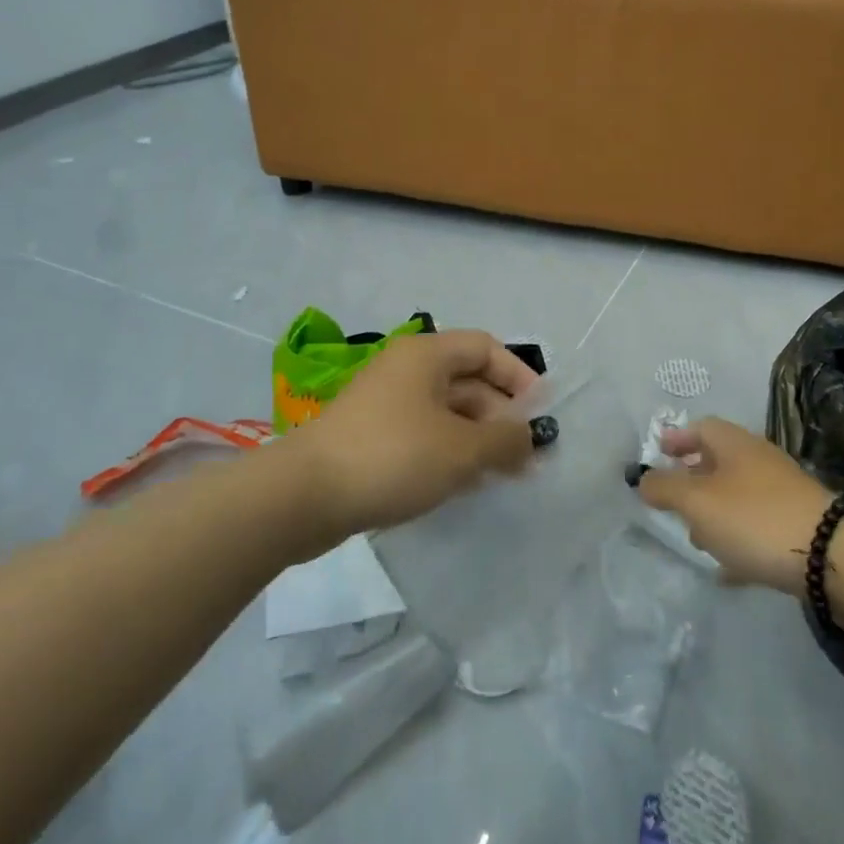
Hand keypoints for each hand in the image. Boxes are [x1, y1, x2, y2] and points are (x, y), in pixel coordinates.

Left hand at [292, 329, 537, 535]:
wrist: (303, 495)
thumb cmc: (392, 456)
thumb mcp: (461, 449)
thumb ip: (505, 440)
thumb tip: (529, 438)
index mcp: (426, 354)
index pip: (486, 348)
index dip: (519, 376)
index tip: (540, 414)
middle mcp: (406, 369)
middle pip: (468, 381)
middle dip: (500, 416)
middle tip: (526, 459)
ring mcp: (386, 403)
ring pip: (446, 411)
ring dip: (477, 438)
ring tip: (502, 476)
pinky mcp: (371, 436)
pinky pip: (423, 434)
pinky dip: (448, 452)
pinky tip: (463, 485)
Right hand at [637, 418, 835, 594]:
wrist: (830, 556)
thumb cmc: (753, 518)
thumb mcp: (696, 502)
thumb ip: (664, 488)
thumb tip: (643, 479)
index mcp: (735, 444)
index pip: (701, 427)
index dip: (677, 438)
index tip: (658, 453)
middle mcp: (759, 461)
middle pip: (720, 461)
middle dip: (693, 479)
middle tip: (672, 501)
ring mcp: (782, 493)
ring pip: (738, 496)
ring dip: (714, 512)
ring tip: (697, 539)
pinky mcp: (798, 526)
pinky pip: (758, 528)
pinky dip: (738, 541)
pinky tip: (727, 570)